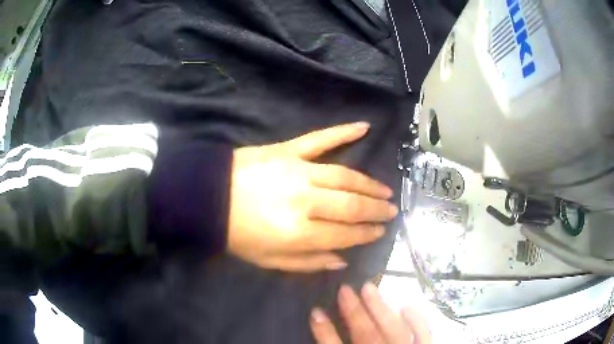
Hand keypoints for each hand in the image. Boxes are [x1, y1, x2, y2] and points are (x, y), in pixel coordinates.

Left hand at [228, 122, 397, 271]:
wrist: (206, 198)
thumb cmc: (237, 234)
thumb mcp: (269, 261)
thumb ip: (308, 262)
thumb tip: (342, 260)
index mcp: (298, 233)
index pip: (344, 234)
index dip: (366, 234)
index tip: (381, 231)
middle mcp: (304, 200)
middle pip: (351, 205)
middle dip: (375, 210)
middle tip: (391, 211)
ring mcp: (297, 170)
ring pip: (344, 175)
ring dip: (369, 183)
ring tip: (385, 190)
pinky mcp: (288, 150)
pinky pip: (320, 139)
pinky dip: (342, 132)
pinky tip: (364, 127)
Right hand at [310, 283, 430, 343]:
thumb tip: (325, 337)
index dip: (325, 333)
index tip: (315, 312)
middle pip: (366, 337)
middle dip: (354, 313)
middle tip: (344, 290)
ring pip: (394, 332)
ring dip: (380, 309)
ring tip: (368, 288)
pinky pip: (424, 336)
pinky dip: (417, 320)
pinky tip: (405, 306)